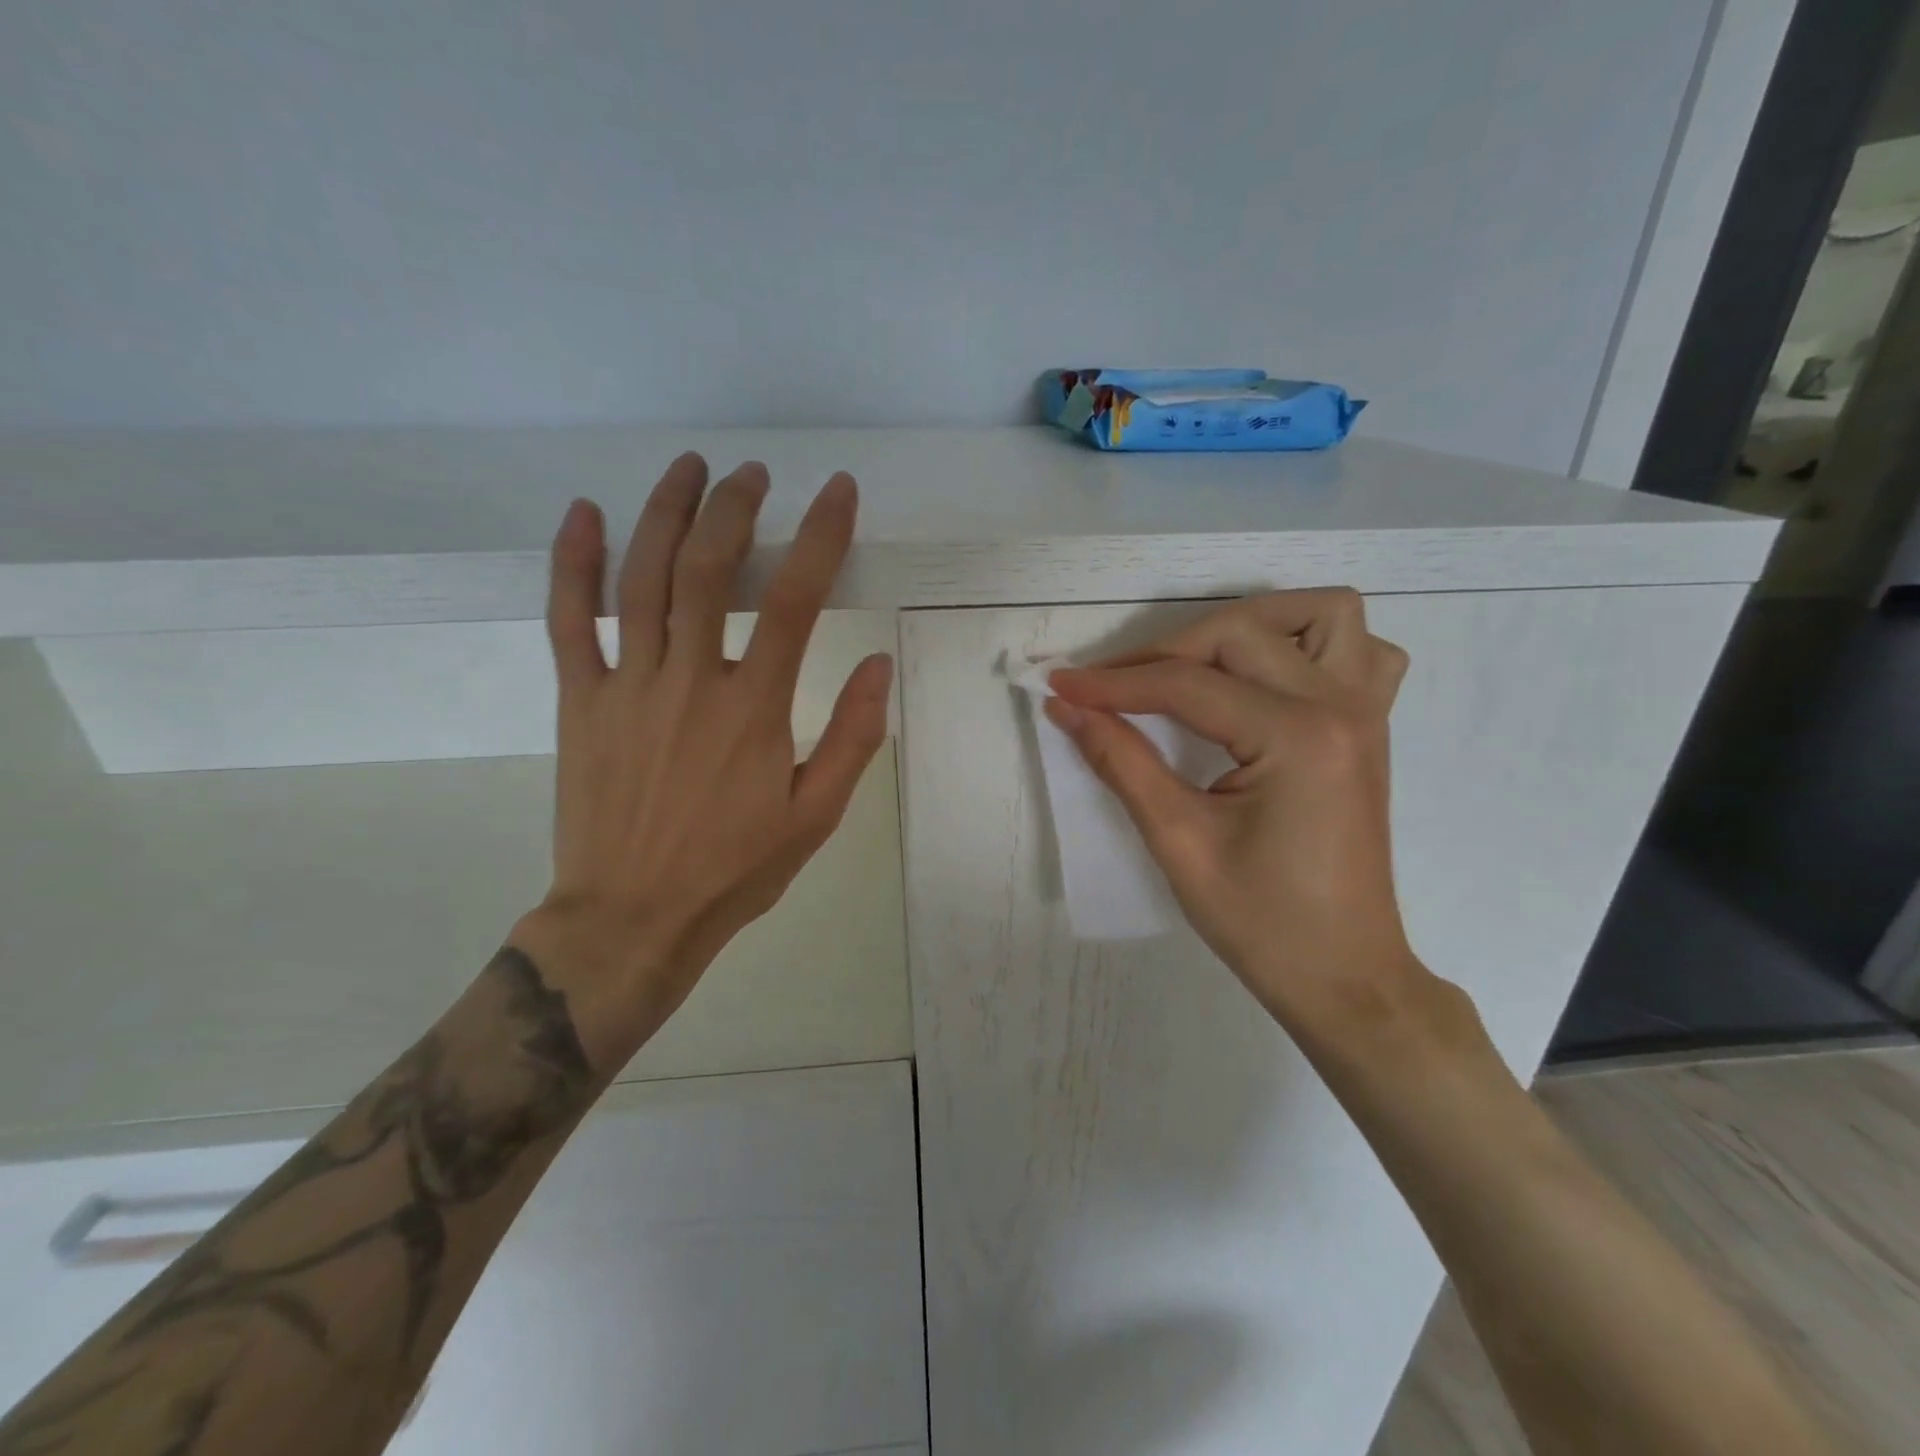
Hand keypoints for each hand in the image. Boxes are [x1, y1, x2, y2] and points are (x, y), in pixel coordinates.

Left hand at [511, 454, 892, 1068]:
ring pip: (642, 578)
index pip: (796, 601)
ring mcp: (627, 686)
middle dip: (735, 508)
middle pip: (709, 569)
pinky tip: (584, 515)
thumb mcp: (815, 816)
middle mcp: (690, 681)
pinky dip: (572, 563)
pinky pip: (568, 620)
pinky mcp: (580, 701)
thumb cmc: (733, 870)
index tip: (838, 492)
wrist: (632, 918)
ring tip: (689, 468)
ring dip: (666, 513)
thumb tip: (880, 664)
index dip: (821, 536)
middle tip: (753, 475)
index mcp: (754, 709)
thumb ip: (852, 738)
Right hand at [1045, 590, 1417, 1030]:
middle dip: (1165, 651)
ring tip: (1198, 662)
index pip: (1186, 685)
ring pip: (1322, 614)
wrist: (1343, 975)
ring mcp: (1367, 713)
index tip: (1059, 685)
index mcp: (1296, 738)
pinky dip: (1311, 644)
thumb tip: (1067, 708)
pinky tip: (1270, 679)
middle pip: (1240, 633)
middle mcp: (1340, 707)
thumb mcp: (1178, 841)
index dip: (1113, 684)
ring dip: (1252, 624)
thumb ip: (1121, 761)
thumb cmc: (1261, 922)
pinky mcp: (1371, 728)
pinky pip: (1361, 652)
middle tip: (1112, 690)